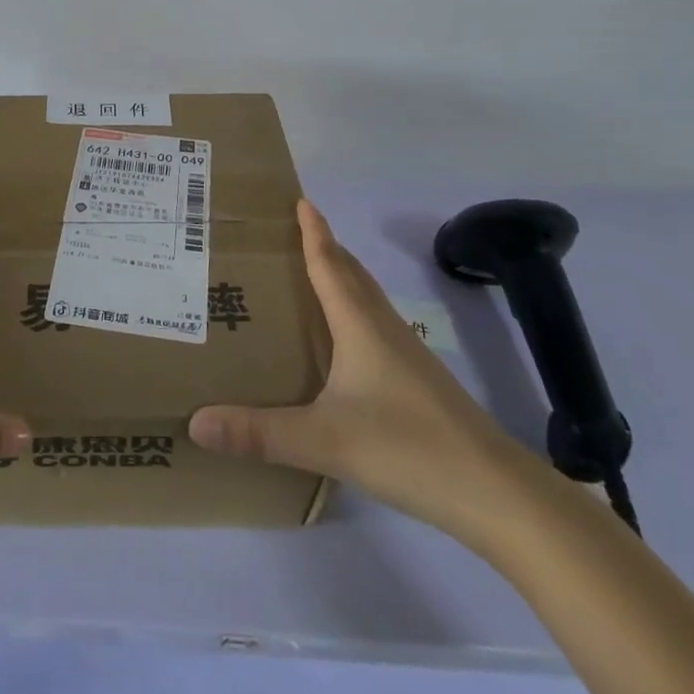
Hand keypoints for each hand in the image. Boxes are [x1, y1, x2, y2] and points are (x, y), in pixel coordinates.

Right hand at [188, 200, 524, 535]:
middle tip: (292, 234)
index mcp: (360, 325)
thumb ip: (259, 433)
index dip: (314, 232)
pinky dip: (354, 314)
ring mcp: (408, 355)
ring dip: (341, 279)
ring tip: (310, 280)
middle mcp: (384, 329)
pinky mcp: (420, 382)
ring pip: (367, 301)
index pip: (330, 264)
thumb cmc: (408, 448)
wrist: (497, 493)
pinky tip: (343, 344)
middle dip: (325, 248)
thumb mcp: (324, 440)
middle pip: (352, 274)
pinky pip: (376, 328)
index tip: (300, 200)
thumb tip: (196, 422)